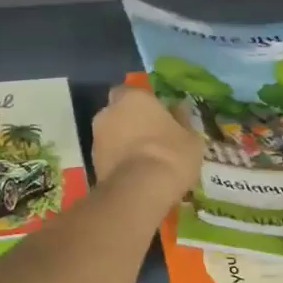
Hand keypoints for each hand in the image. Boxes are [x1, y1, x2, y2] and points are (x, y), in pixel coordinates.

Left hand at [92, 83, 204, 204]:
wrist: (139, 190)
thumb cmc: (170, 154)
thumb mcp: (190, 138)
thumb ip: (182, 120)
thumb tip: (179, 109)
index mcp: (133, 98)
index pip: (133, 92)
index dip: (144, 104)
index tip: (157, 116)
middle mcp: (109, 111)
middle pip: (118, 112)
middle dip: (129, 121)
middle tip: (149, 137)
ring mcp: (96, 137)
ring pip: (111, 134)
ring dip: (122, 142)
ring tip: (142, 160)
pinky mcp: (92, 162)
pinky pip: (108, 155)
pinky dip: (117, 160)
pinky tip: (134, 174)